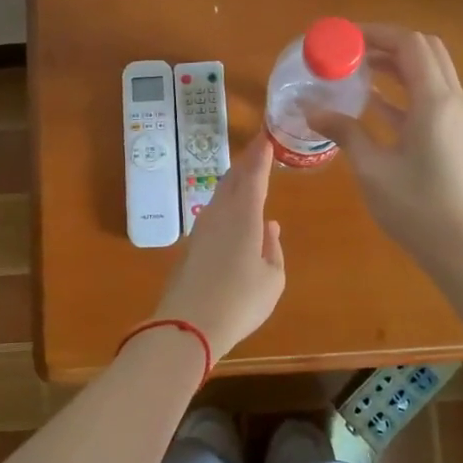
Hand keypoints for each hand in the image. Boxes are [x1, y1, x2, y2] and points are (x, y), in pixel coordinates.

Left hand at [151, 133, 285, 359]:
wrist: (188, 325)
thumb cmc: (240, 301)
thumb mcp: (272, 278)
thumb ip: (273, 248)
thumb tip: (269, 227)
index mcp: (245, 216)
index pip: (254, 175)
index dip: (261, 154)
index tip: (267, 136)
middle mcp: (221, 213)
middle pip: (233, 179)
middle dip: (247, 162)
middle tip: (258, 149)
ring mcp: (202, 228)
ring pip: (220, 194)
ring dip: (235, 181)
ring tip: (247, 174)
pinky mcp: (191, 244)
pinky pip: (213, 212)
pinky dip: (226, 202)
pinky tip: (233, 211)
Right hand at [306, 24, 462, 276]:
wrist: (462, 249)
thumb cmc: (416, 208)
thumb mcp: (372, 169)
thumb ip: (344, 131)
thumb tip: (311, 110)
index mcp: (436, 102)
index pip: (410, 44)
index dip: (377, 33)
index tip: (343, 37)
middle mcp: (453, 100)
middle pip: (425, 51)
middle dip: (387, 43)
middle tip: (349, 51)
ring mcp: (458, 118)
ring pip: (430, 72)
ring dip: (396, 65)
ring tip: (355, 71)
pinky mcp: (457, 135)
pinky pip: (430, 97)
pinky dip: (404, 91)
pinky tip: (372, 101)